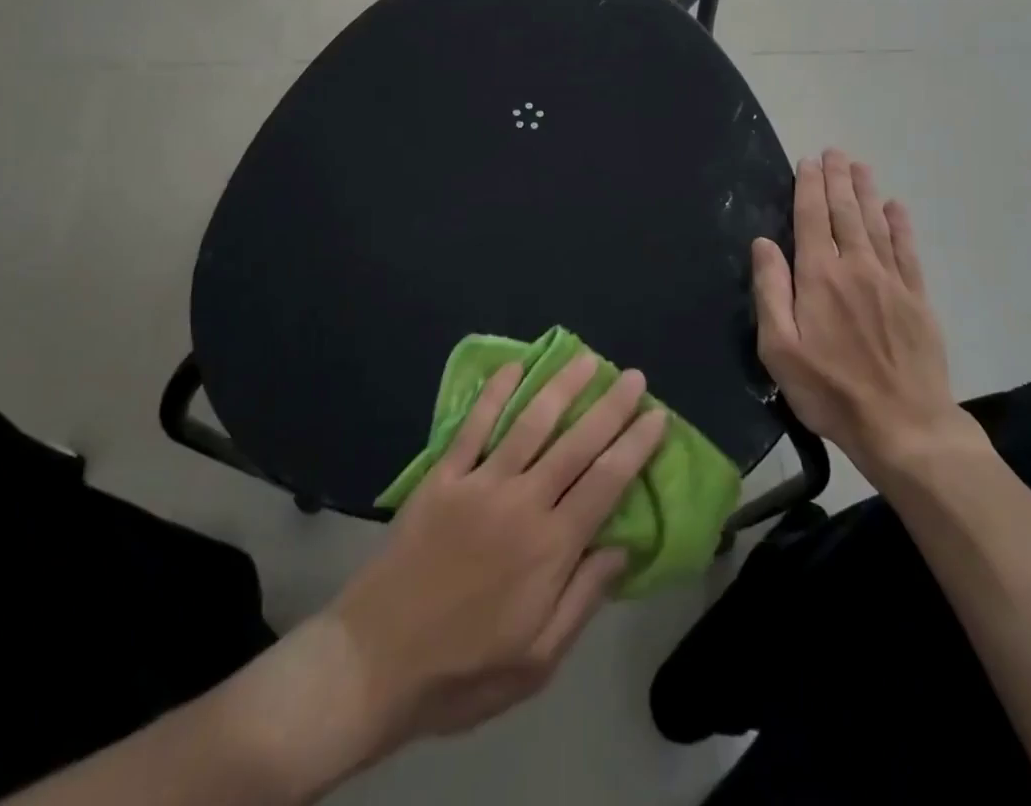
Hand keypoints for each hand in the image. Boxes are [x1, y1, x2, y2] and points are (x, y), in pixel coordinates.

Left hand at [330, 354, 666, 744]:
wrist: (374, 662)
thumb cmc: (464, 671)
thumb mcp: (537, 661)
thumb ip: (583, 598)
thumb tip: (624, 547)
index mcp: (550, 548)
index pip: (605, 483)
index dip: (634, 446)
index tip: (657, 416)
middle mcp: (521, 503)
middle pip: (575, 443)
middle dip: (609, 407)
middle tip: (633, 376)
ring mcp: (479, 484)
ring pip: (530, 423)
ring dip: (561, 387)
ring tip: (585, 358)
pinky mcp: (443, 477)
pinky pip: (474, 426)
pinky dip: (495, 393)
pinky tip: (514, 367)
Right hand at [752, 150, 990, 476]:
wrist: (905, 426)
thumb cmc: (830, 391)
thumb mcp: (780, 349)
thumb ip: (770, 291)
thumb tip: (763, 243)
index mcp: (819, 277)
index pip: (811, 219)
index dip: (808, 188)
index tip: (808, 162)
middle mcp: (856, 268)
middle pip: (844, 213)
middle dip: (837, 180)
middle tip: (834, 152)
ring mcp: (892, 282)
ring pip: (876, 224)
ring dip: (866, 192)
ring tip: (859, 167)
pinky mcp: (917, 299)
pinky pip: (907, 251)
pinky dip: (900, 226)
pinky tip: (896, 208)